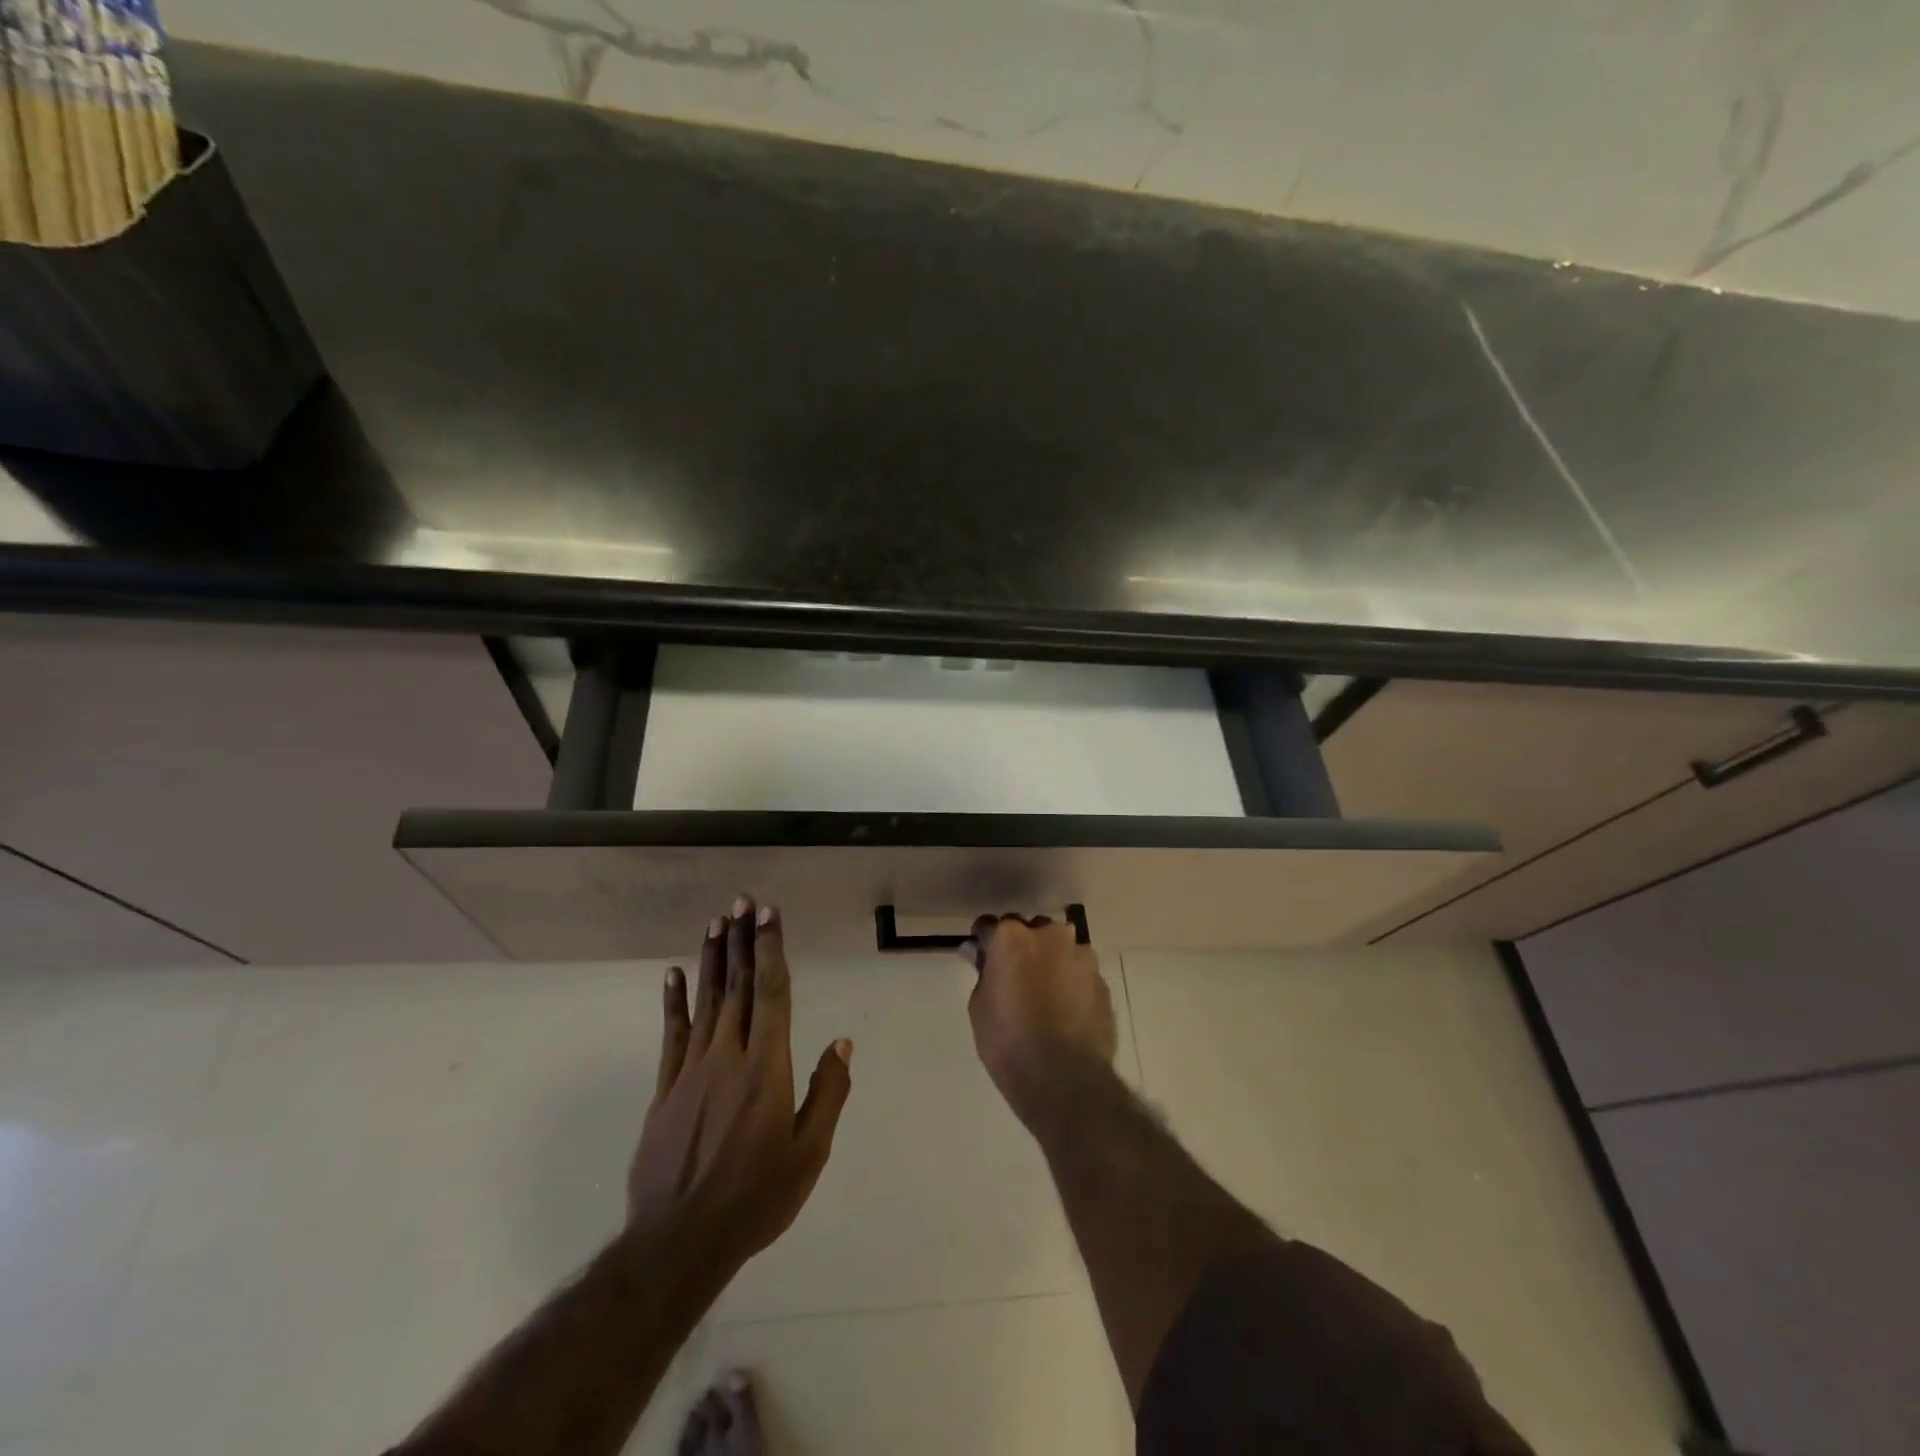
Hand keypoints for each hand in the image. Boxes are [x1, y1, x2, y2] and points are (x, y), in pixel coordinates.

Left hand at [628, 896, 852, 1273]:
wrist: (679, 1242)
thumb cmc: (756, 1197)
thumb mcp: (809, 1153)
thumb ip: (827, 1093)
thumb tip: (842, 1044)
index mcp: (766, 1068)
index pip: (771, 994)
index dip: (770, 950)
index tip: (768, 915)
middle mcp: (728, 1056)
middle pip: (738, 987)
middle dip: (743, 941)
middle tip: (743, 901)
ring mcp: (691, 1071)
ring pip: (706, 1002)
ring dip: (714, 959)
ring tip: (716, 922)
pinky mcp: (665, 1090)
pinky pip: (672, 1035)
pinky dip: (675, 1001)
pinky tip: (675, 973)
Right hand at [962, 914, 1117, 1129]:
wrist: (1066, 1080)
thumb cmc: (1009, 1042)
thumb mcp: (980, 1007)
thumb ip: (982, 972)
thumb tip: (979, 953)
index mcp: (1012, 937)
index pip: (989, 926)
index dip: (984, 944)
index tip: (981, 961)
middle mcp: (1050, 935)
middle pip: (1030, 932)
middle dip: (1022, 948)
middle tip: (1014, 980)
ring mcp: (1082, 956)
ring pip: (1059, 950)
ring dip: (1050, 964)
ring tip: (1045, 998)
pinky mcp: (1102, 981)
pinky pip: (1079, 973)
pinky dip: (1070, 984)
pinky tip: (1065, 1013)